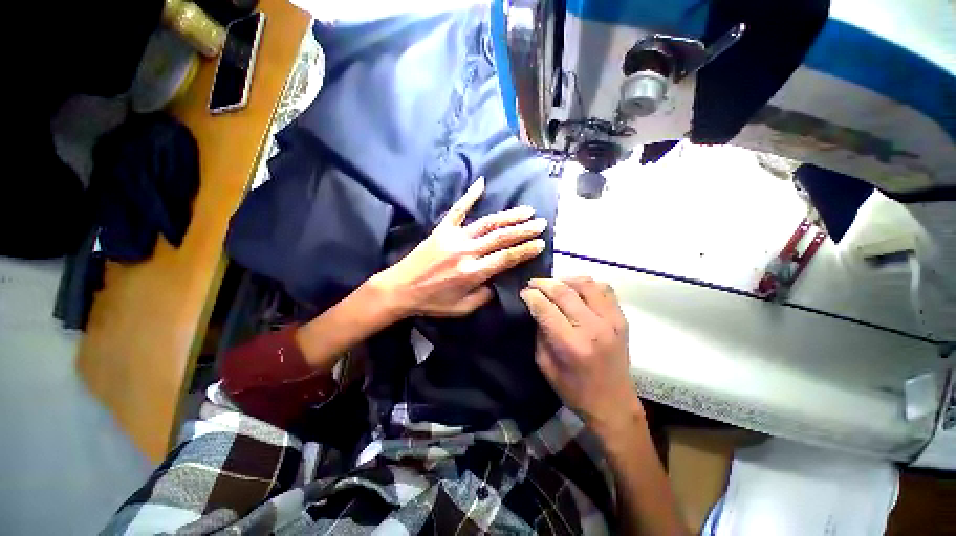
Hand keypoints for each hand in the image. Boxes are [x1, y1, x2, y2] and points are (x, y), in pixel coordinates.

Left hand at [373, 177, 546, 317]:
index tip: (541, 243)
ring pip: (487, 223)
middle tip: (541, 223)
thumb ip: (484, 296)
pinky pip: (457, 209)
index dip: (525, 250)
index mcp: (472, 273)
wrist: (400, 289)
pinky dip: (469, 195)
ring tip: (526, 210)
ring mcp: (454, 237)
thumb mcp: (462, 309)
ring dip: (509, 216)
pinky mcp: (442, 229)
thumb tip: (498, 282)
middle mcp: (466, 252)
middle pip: (501, 237)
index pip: (506, 258)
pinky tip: (481, 183)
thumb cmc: (432, 302)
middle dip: (524, 230)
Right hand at [520, 277, 642, 435]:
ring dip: (564, 280)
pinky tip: (576, 290)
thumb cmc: (575, 390)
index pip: (546, 308)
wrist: (613, 403)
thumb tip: (536, 308)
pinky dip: (587, 284)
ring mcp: (611, 320)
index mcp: (571, 344)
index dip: (531, 295)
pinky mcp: (622, 318)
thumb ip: (540, 334)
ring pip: (585, 284)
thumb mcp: (545, 366)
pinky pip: (604, 289)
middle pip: (563, 291)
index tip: (523, 292)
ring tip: (554, 285)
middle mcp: (593, 328)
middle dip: (543, 284)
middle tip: (532, 284)